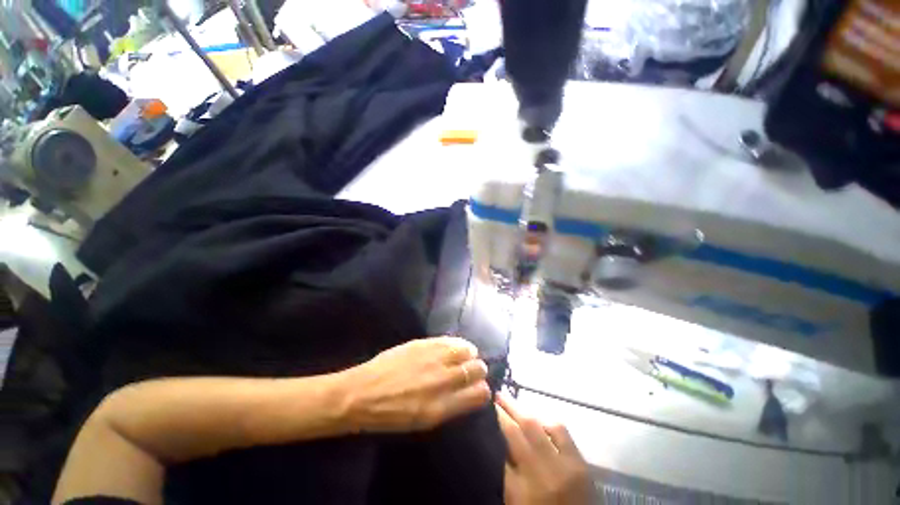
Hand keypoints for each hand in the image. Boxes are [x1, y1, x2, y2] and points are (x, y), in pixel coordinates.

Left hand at [343, 337, 490, 432]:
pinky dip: (457, 343)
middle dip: (478, 370)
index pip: (479, 394)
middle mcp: (442, 380)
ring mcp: (433, 358)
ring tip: (464, 356)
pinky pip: (451, 340)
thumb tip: (468, 392)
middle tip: (471, 370)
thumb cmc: (390, 415)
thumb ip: (450, 406)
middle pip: (477, 369)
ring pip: (467, 351)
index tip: (478, 388)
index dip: (482, 390)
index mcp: (442, 407)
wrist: (361, 393)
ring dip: (469, 354)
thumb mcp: (423, 421)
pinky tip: (454, 347)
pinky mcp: (423, 343)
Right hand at [496, 394, 592, 504]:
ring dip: (526, 411)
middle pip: (524, 429)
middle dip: (509, 408)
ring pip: (543, 426)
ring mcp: (567, 466)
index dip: (498, 419)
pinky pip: (562, 432)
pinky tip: (539, 420)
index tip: (488, 405)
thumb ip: (506, 470)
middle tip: (498, 394)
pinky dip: (548, 422)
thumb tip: (498, 437)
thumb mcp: (513, 500)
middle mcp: (546, 472)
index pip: (507, 442)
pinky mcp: (581, 463)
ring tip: (514, 404)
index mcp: (525, 486)